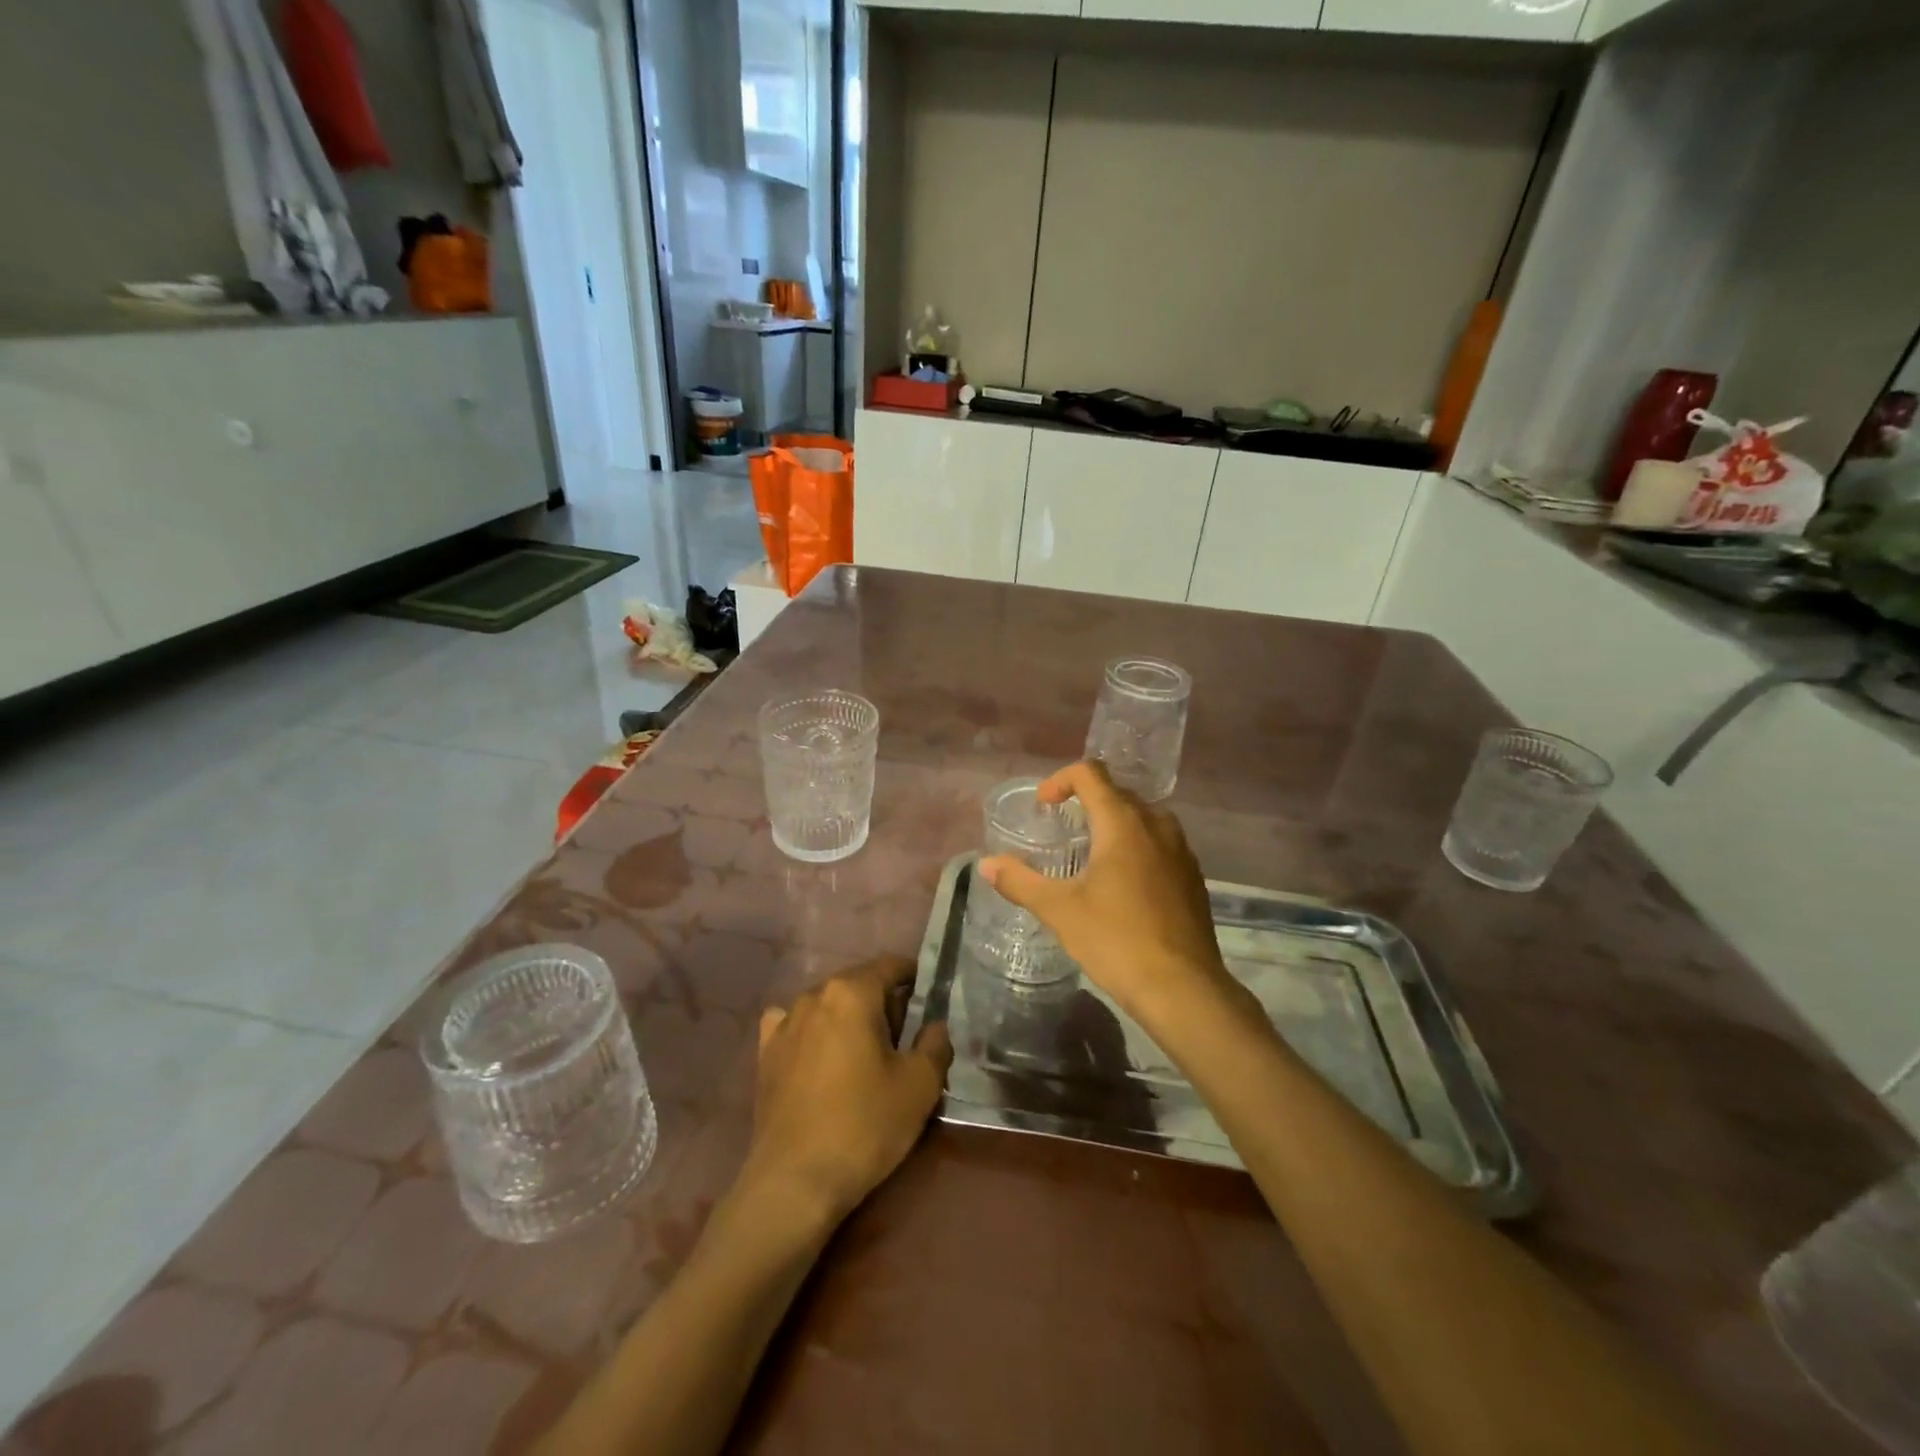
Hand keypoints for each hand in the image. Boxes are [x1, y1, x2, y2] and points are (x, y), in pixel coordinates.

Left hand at [741, 957, 952, 1228]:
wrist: (795, 1180)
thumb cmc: (865, 1125)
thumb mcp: (920, 1085)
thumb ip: (935, 1043)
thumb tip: (934, 1025)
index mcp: (852, 992)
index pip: (890, 965)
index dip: (913, 976)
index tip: (928, 999)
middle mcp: (814, 995)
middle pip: (858, 984)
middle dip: (883, 1002)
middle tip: (903, 1038)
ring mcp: (784, 1023)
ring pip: (827, 1005)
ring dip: (848, 1018)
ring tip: (862, 1053)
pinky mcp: (765, 1053)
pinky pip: (795, 1026)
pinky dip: (812, 1033)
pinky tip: (819, 1057)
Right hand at [978, 761, 1230, 1018]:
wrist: (1183, 989)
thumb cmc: (1116, 940)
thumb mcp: (1059, 911)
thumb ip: (1020, 882)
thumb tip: (985, 864)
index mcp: (1123, 823)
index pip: (1091, 774)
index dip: (1061, 780)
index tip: (1044, 806)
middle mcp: (1157, 825)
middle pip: (1118, 793)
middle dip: (1086, 803)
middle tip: (1062, 830)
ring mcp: (1181, 851)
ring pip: (1143, 819)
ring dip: (1114, 825)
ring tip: (1091, 856)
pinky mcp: (1193, 877)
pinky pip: (1160, 845)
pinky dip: (1137, 848)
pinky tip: (1123, 886)